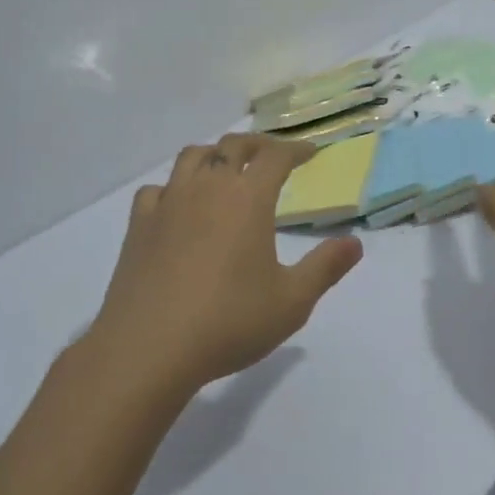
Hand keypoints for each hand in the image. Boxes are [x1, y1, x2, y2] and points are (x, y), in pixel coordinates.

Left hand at [88, 134, 363, 392]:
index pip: (275, 156)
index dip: (295, 149)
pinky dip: (173, 187)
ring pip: (192, 157)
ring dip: (214, 155)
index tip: (309, 153)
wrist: (148, 348)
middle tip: (272, 156)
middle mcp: (208, 188)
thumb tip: (355, 243)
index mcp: (248, 198)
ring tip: (225, 169)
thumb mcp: (292, 301)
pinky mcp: (139, 225)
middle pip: (233, 147)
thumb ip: (325, 267)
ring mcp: (168, 203)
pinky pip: (156, 189)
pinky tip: (177, 205)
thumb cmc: (229, 322)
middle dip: (257, 146)